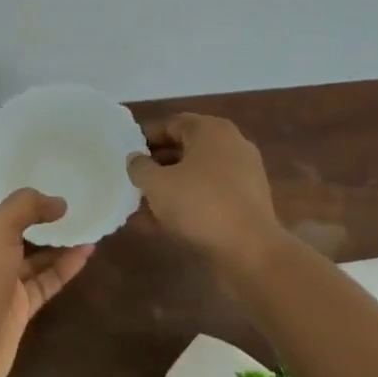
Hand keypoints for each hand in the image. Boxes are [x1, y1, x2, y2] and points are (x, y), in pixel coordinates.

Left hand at [0, 189, 94, 376]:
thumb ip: (27, 206)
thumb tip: (59, 202)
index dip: (9, 183)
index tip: (39, 168)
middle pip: (14, 224)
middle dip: (39, 210)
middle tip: (73, 191)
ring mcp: (0, 279)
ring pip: (34, 253)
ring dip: (58, 238)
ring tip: (89, 218)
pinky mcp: (18, 307)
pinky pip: (45, 280)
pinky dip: (65, 266)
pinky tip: (88, 250)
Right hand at [126, 113, 283, 267]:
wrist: (251, 251)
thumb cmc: (200, 204)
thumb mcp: (157, 183)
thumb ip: (139, 167)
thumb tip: (135, 159)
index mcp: (212, 131)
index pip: (172, 124)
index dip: (145, 138)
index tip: (126, 155)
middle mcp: (231, 146)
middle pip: (184, 150)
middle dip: (156, 166)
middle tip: (132, 181)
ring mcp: (242, 176)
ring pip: (195, 177)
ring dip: (168, 189)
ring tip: (140, 207)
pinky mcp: (246, 205)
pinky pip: (208, 197)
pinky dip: (186, 206)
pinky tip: (159, 226)